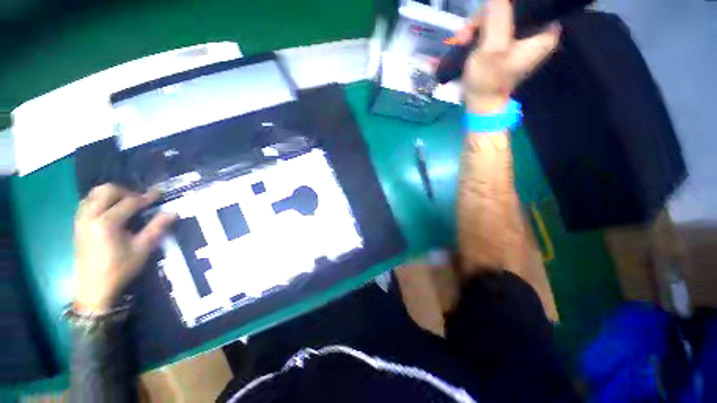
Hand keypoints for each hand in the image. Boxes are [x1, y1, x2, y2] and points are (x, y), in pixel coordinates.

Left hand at [74, 184, 175, 311]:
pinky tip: (111, 210)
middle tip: (140, 200)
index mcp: (107, 223)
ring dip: (111, 194)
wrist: (94, 287)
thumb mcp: (142, 249)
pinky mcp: (77, 224)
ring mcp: (81, 220)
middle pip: (106, 191)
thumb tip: (173, 213)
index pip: (129, 202)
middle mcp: (90, 216)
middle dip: (126, 191)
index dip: (146, 197)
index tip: (159, 193)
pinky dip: (100, 200)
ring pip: (94, 194)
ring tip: (126, 203)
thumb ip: (157, 228)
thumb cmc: (120, 269)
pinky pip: (87, 203)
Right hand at [458, 0, 560, 112]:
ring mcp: (520, 37)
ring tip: (462, 39)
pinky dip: (477, 32)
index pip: (528, 3)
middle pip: (511, 7)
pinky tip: (465, 40)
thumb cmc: (487, 81)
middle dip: (484, 17)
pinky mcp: (507, 43)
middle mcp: (535, 30)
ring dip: (476, 25)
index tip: (484, 17)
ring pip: (498, 15)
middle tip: (466, 33)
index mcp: (543, 31)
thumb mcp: (492, 48)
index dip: (504, 5)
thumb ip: (497, 18)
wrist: (479, 103)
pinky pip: (493, 26)